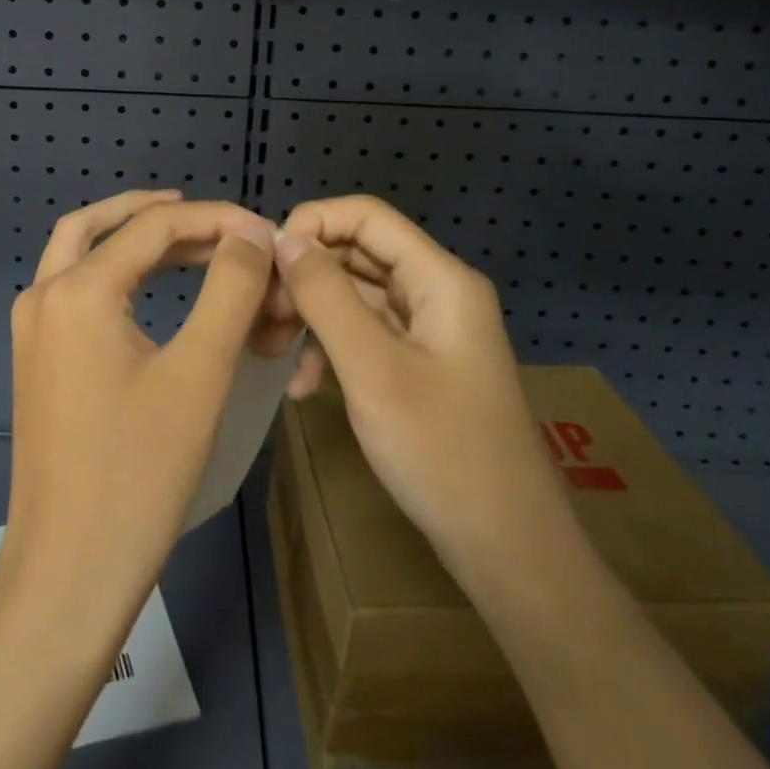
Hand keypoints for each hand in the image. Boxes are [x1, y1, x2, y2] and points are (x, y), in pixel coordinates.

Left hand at [0, 191, 278, 641]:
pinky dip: (114, 269)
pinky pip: (74, 286)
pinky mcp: (34, 356)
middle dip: (163, 215)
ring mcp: (31, 327)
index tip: (264, 230)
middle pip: (103, 224)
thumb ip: (230, 289)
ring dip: (132, 235)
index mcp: (77, 290)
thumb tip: (252, 231)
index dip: (214, 219)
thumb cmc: (140, 472)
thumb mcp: (200, 373)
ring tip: (190, 241)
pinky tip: (150, 285)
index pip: (153, 226)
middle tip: (220, 225)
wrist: (69, 570)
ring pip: (80, 250)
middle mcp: (43, 294)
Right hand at [272, 195, 565, 585]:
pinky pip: (364, 334)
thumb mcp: (372, 369)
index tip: (267, 262)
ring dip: (310, 314)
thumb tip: (283, 239)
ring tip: (269, 347)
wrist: (509, 552)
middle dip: (304, 275)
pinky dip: (329, 348)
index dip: (313, 224)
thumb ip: (326, 296)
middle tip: (260, 312)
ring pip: (355, 294)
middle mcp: (436, 292)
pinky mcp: (418, 364)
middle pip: (358, 253)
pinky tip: (302, 387)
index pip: (367, 216)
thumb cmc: (442, 453)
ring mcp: (428, 330)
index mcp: (439, 280)